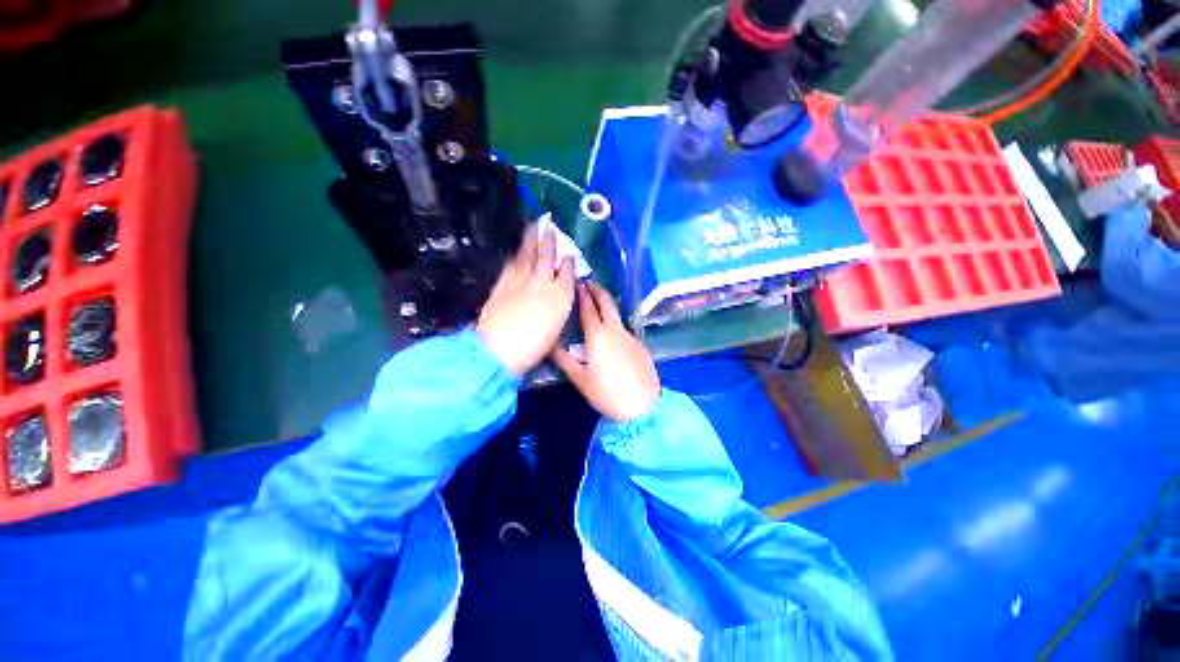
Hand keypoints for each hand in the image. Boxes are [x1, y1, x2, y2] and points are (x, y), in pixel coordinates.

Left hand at [477, 225, 575, 374]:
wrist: (498, 350)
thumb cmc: (532, 347)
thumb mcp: (555, 330)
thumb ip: (559, 308)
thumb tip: (559, 294)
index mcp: (559, 297)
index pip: (566, 273)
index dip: (568, 262)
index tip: (569, 254)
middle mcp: (542, 284)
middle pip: (546, 257)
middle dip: (549, 241)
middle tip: (549, 226)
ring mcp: (520, 281)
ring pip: (528, 255)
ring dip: (532, 240)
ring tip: (534, 227)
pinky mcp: (502, 284)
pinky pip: (512, 264)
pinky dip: (517, 256)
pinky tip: (518, 252)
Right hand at [551, 282, 660, 421]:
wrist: (643, 405)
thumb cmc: (606, 392)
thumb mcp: (580, 378)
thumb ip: (563, 359)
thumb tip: (549, 344)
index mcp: (598, 335)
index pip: (588, 307)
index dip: (582, 293)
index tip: (577, 282)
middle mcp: (615, 330)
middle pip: (607, 302)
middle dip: (597, 289)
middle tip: (589, 282)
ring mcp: (630, 336)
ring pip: (616, 316)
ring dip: (606, 307)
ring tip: (595, 307)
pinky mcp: (640, 345)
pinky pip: (624, 331)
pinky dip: (614, 326)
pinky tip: (610, 337)